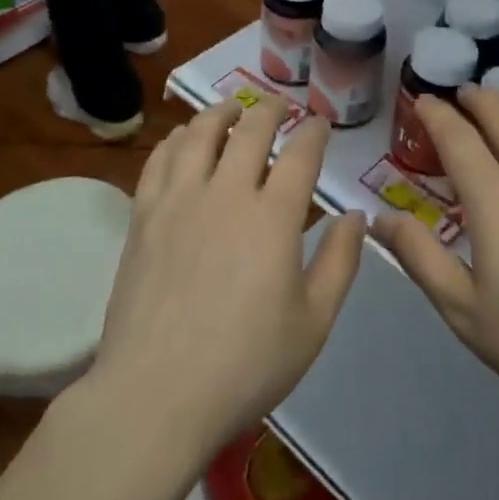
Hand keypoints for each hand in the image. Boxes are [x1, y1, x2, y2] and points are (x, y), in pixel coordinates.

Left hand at [86, 99, 366, 466]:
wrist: (156, 394)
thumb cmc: (245, 365)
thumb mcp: (313, 323)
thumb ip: (340, 263)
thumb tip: (355, 216)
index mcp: (273, 217)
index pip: (300, 154)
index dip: (313, 132)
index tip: (319, 124)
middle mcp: (226, 192)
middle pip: (250, 129)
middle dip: (270, 109)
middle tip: (279, 105)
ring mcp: (179, 200)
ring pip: (199, 133)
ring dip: (220, 112)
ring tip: (231, 109)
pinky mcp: (143, 215)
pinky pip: (159, 159)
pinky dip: (176, 139)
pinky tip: (182, 140)